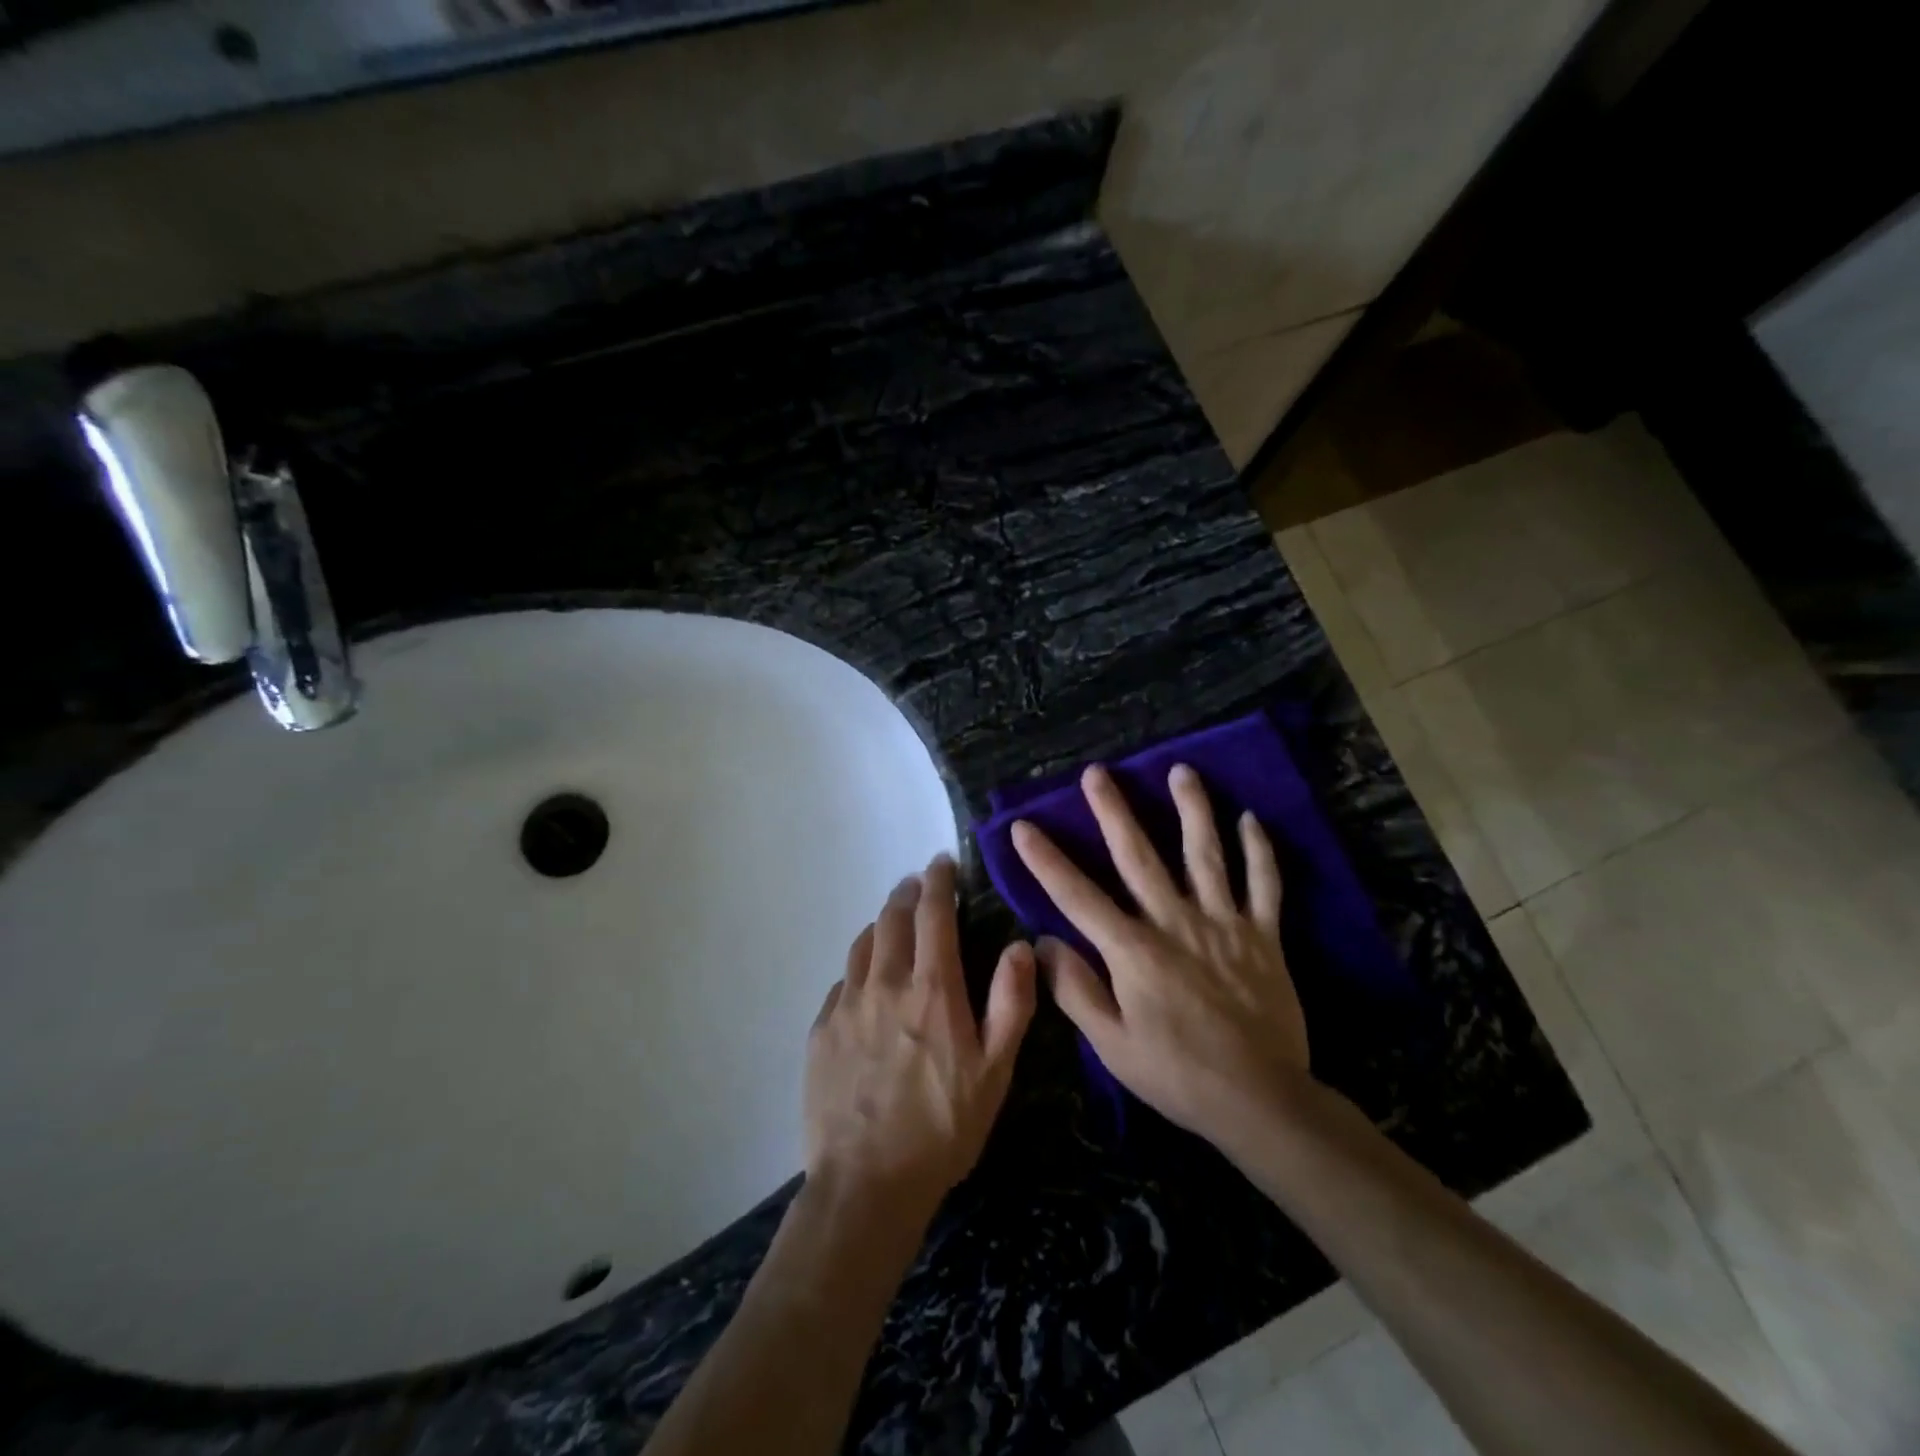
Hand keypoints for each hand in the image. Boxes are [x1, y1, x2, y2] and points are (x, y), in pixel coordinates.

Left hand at [804, 854, 1035, 1223]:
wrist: (867, 1184)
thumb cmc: (944, 1128)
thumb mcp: (995, 1071)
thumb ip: (1011, 1003)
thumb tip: (1020, 946)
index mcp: (931, 989)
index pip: (933, 914)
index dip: (938, 882)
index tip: (941, 863)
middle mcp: (884, 984)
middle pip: (891, 919)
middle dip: (907, 894)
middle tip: (918, 884)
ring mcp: (846, 1006)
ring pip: (862, 945)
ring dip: (880, 924)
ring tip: (892, 921)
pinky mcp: (821, 1031)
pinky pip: (842, 982)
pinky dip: (859, 966)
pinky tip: (865, 980)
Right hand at [1012, 763, 1308, 1163]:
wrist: (1261, 1101)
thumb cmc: (1177, 1075)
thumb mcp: (1112, 1045)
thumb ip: (1075, 990)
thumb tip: (1042, 941)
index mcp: (1133, 951)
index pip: (1077, 896)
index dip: (1045, 860)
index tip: (1022, 826)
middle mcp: (1175, 923)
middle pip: (1140, 856)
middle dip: (1113, 811)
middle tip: (1097, 773)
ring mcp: (1223, 923)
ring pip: (1206, 854)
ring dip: (1192, 809)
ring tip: (1181, 770)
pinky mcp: (1263, 935)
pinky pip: (1264, 884)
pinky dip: (1259, 851)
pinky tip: (1251, 818)